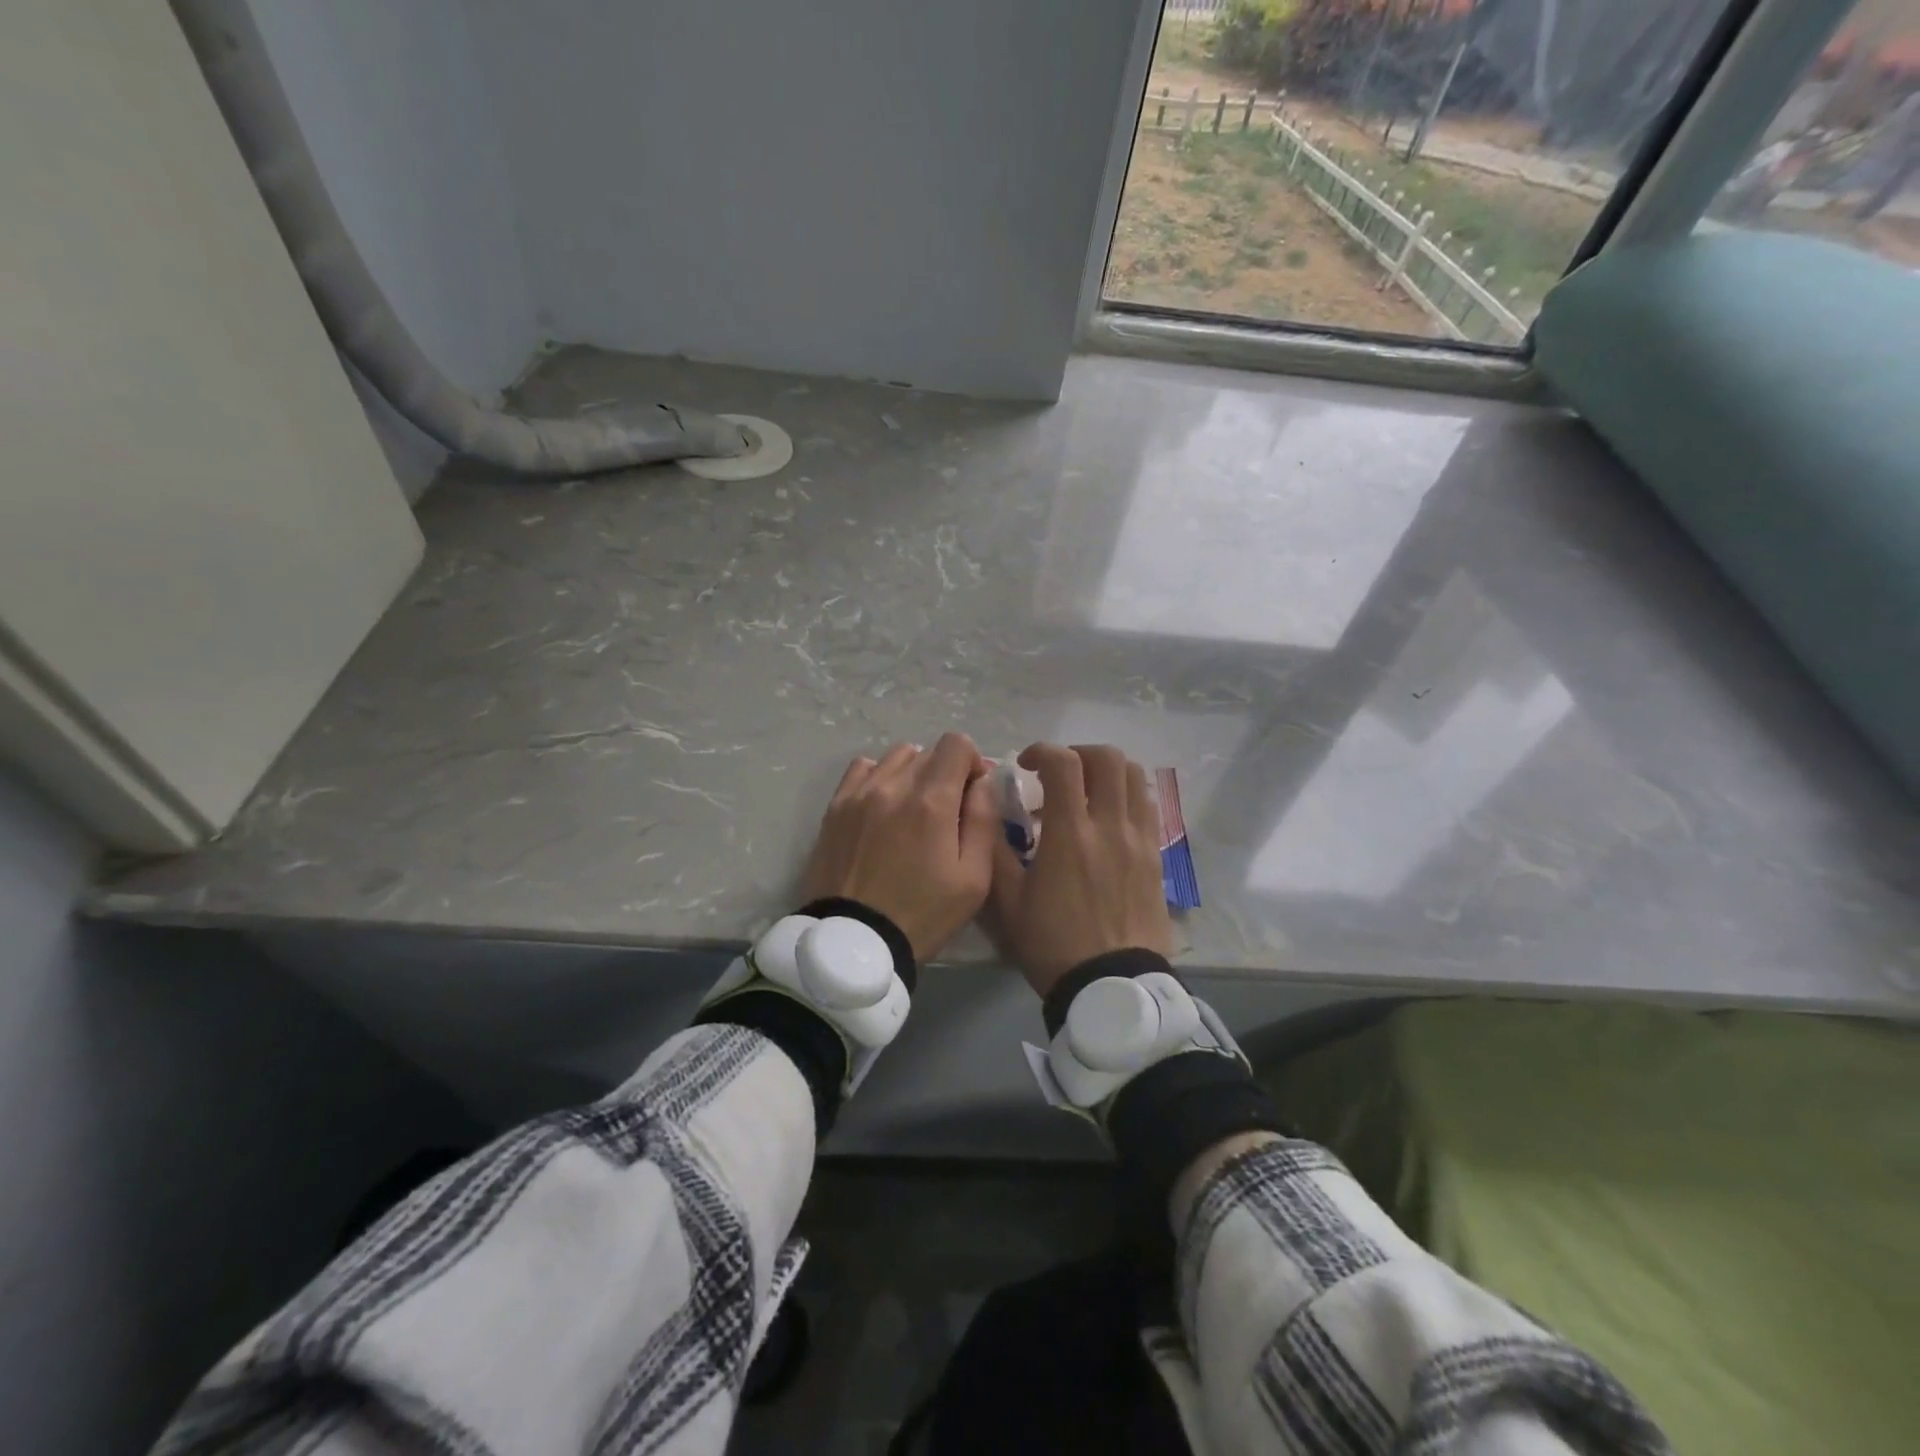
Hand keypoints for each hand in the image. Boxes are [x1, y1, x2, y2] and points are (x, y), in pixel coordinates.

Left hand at [800, 733, 999, 961]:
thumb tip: (983, 782)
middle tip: (947, 809)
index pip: (956, 744)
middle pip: (928, 752)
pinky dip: (880, 776)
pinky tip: (884, 804)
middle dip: (945, 772)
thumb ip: (983, 821)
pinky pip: (862, 768)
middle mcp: (893, 785)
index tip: (973, 791)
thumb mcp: (974, 879)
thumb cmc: (922, 915)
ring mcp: (859, 793)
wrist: (854, 942)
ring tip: (914, 807)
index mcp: (932, 801)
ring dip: (913, 772)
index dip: (973, 761)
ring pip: (896, 757)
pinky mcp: (835, 807)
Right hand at [986, 743, 1171, 997]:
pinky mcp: (1156, 856)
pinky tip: (1108, 819)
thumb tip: (989, 811)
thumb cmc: (1053, 944)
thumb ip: (995, 851)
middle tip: (1058, 775)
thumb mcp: (1008, 903)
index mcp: (1070, 834)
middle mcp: (1110, 826)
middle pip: (1107, 758)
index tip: (1026, 765)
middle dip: (1078, 754)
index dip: (1042, 751)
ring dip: (1107, 771)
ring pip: (1135, 776)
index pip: (1063, 763)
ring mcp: (1139, 839)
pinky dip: (1126, 796)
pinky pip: (1147, 806)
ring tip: (1086, 791)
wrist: (1112, 986)